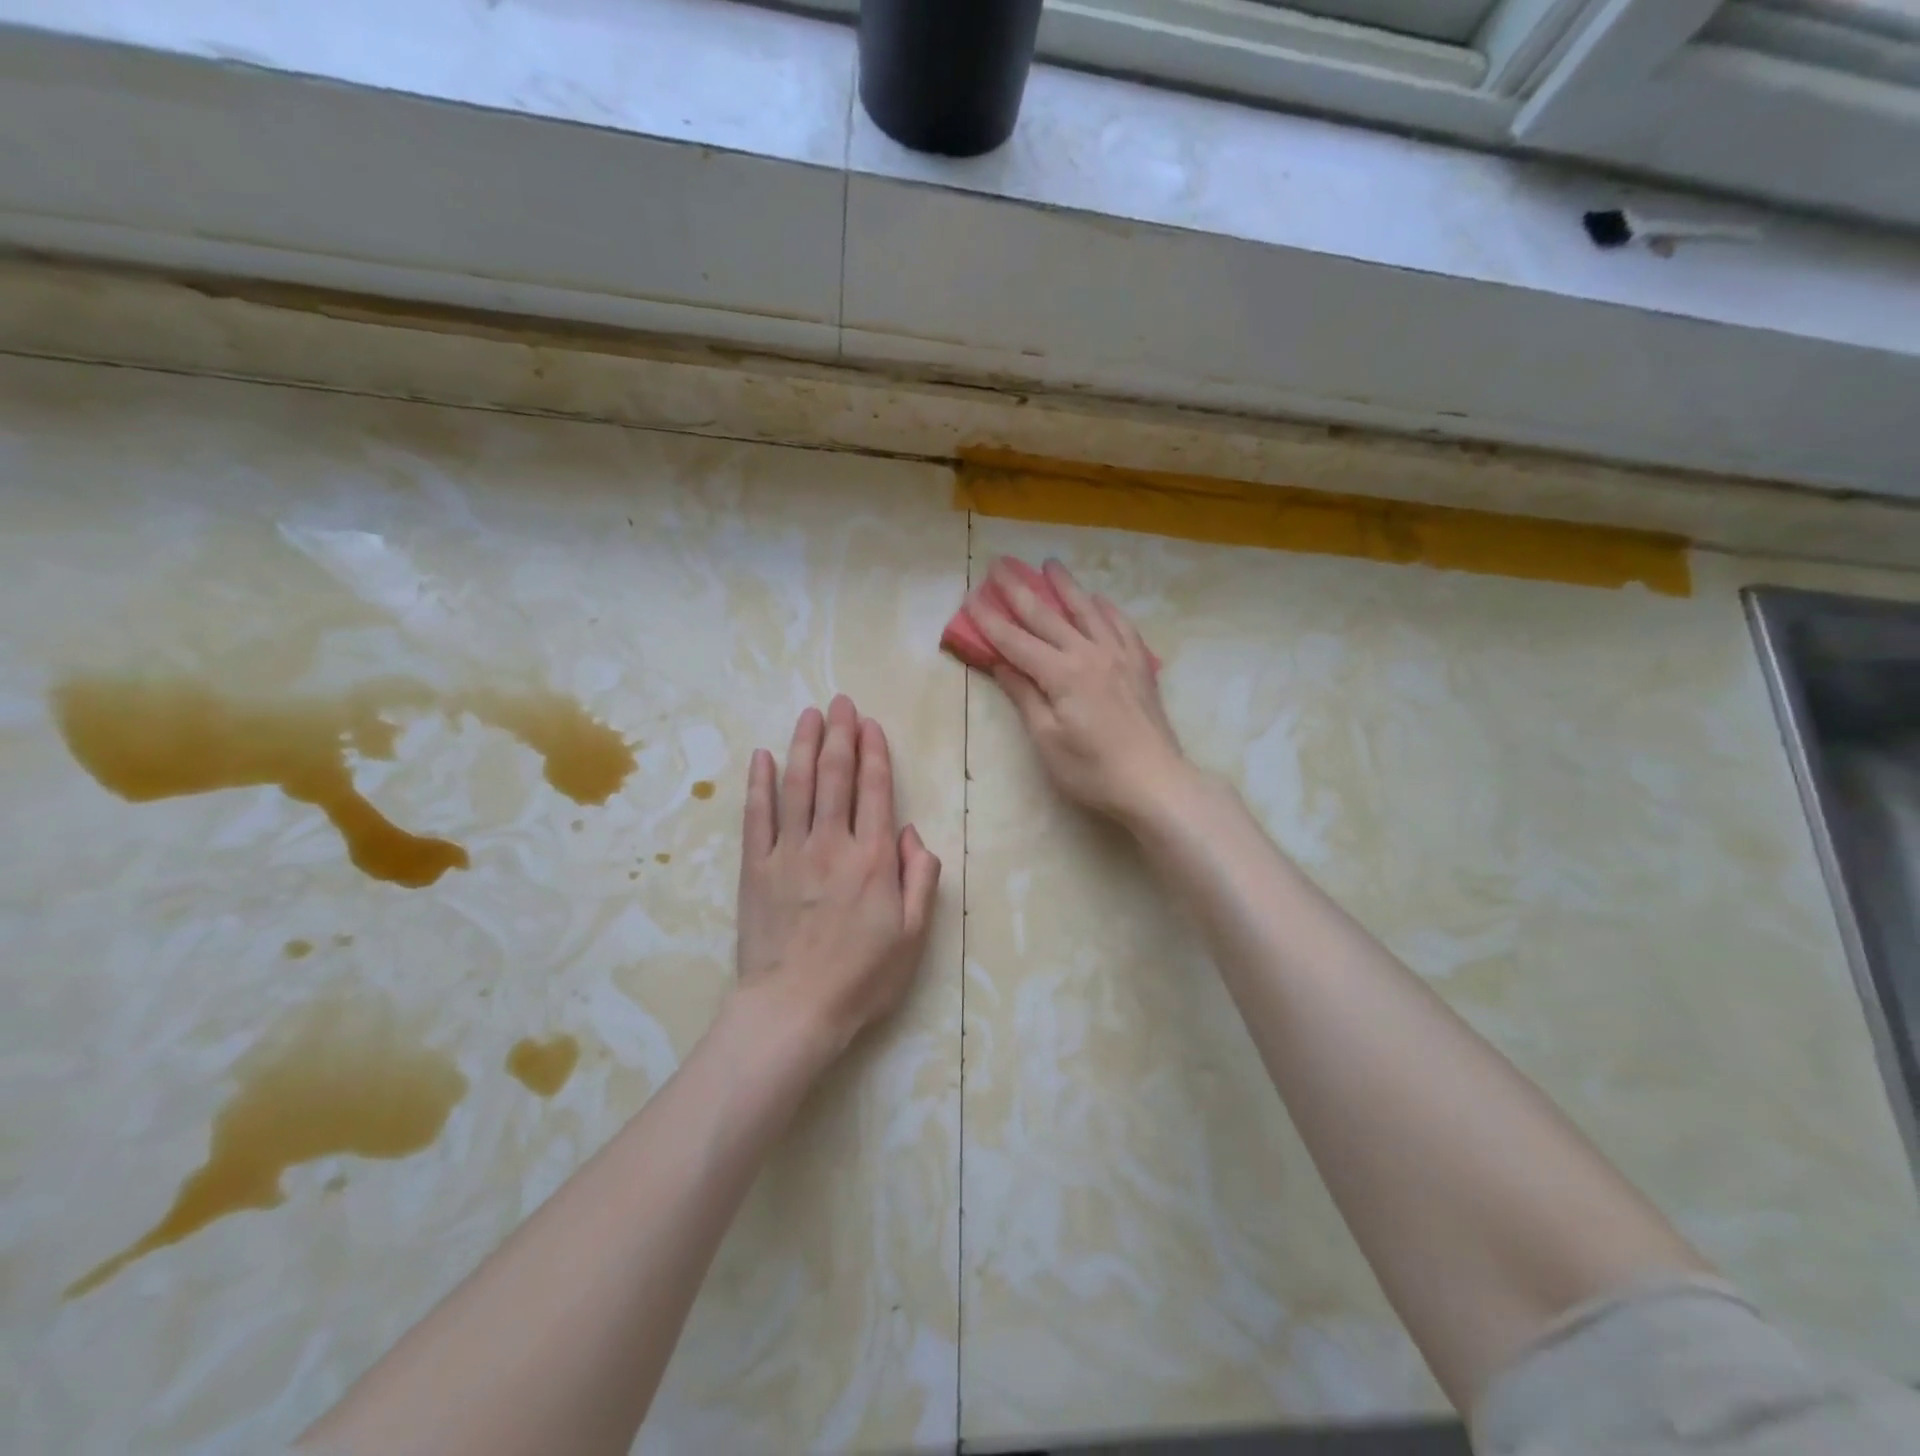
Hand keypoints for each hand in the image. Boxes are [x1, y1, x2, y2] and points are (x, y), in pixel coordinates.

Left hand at [733, 695, 941, 1063]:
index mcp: (873, 858)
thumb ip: (919, 878)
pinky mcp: (756, 868)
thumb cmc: (862, 977)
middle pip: (835, 776)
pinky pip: (757, 816)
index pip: (875, 790)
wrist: (794, 1010)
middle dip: (840, 734)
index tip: (870, 724)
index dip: (874, 752)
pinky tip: (762, 757)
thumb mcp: (913, 935)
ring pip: (797, 785)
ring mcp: (789, 852)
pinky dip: (759, 783)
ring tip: (808, 714)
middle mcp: (832, 843)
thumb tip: (911, 833)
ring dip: (803, 745)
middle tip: (840, 702)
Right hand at [976, 558, 1190, 824]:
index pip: (1016, 641)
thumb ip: (1024, 695)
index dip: (991, 621)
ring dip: (1065, 586)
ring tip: (1050, 564)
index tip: (971, 598)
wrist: (1155, 782)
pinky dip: (1105, 608)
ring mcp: (1119, 655)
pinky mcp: (1140, 665)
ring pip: (1087, 611)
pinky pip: (1121, 625)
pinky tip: (1098, 600)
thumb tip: (1001, 663)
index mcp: (1062, 674)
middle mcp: (1090, 653)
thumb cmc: (1092, 770)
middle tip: (1000, 565)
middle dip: (1020, 590)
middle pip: (1047, 616)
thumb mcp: (1047, 739)